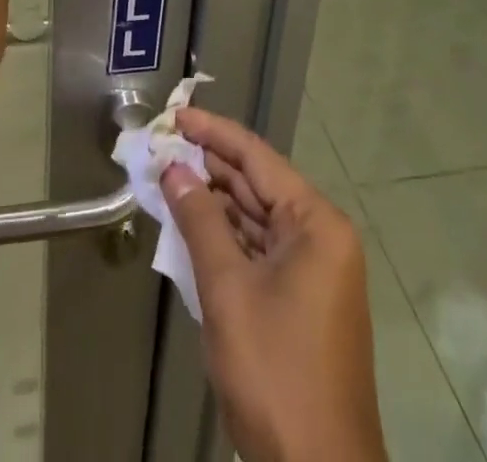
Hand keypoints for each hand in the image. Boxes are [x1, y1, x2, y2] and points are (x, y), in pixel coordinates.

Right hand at [160, 110, 386, 461]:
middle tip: (164, 148)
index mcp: (316, 223)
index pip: (257, 157)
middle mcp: (322, 237)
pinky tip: (193, 227)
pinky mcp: (303, 301)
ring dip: (215, 203)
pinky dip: (228, 238)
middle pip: (258, 185)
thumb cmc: (275, 372)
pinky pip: (261, 251)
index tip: (176, 115)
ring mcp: (315, 271)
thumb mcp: (228, 290)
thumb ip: (199, 221)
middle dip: (210, 167)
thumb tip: (174, 169)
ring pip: (257, 219)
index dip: (214, 133)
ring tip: (170, 180)